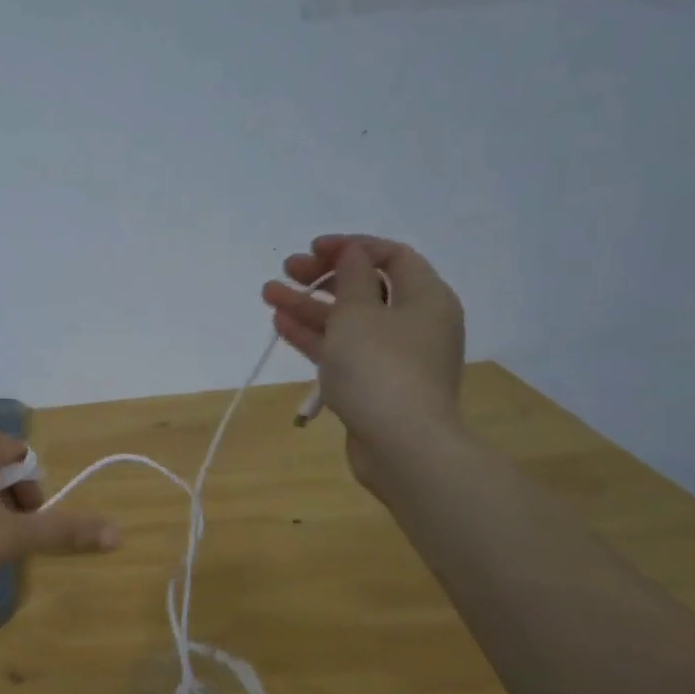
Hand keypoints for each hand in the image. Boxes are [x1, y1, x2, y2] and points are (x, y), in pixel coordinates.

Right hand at [261, 234, 466, 487]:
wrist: (402, 446)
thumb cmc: (381, 368)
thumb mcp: (360, 312)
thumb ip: (352, 276)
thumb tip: (352, 253)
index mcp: (425, 298)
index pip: (392, 256)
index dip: (352, 247)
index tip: (314, 248)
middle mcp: (415, 323)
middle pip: (367, 288)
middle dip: (324, 276)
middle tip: (287, 269)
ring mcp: (394, 357)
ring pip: (348, 321)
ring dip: (310, 305)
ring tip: (268, 293)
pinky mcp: (375, 385)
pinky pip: (343, 350)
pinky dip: (315, 336)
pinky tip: (281, 324)